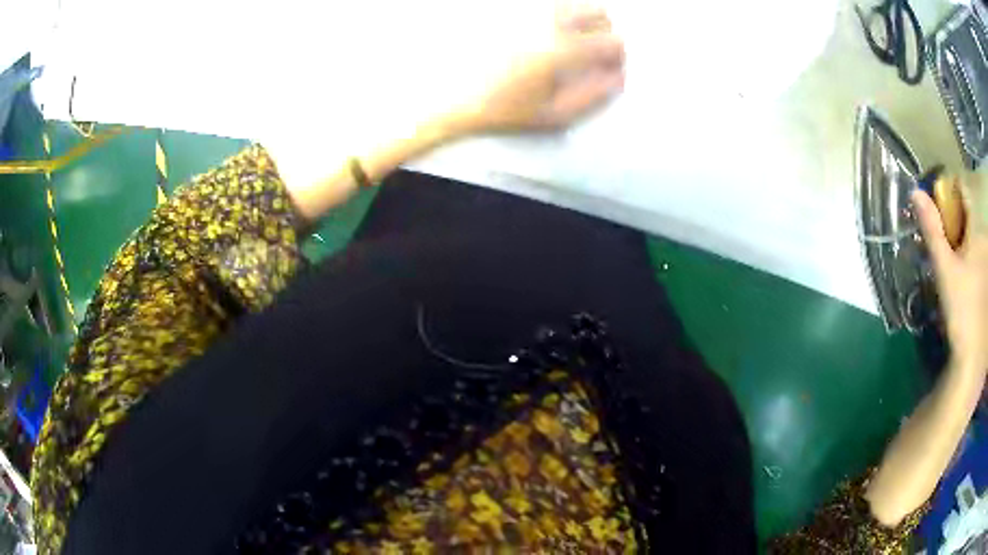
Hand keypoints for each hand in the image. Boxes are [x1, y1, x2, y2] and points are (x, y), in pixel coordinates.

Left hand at [451, 7, 624, 133]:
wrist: (461, 97)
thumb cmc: (508, 109)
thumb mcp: (556, 115)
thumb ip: (594, 96)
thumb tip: (618, 77)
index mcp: (563, 50)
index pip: (613, 41)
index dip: (619, 56)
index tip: (611, 68)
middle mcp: (549, 23)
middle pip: (600, 12)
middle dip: (605, 32)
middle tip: (595, 52)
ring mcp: (529, 13)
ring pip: (575, 1)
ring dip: (585, 18)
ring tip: (575, 41)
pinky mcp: (514, 11)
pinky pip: (551, 3)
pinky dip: (562, 13)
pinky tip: (552, 32)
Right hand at [913, 187, 987, 373]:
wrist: (971, 356)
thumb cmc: (961, 308)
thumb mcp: (944, 268)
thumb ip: (932, 229)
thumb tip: (916, 191)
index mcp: (977, 233)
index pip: (965, 193)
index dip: (952, 188)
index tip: (939, 196)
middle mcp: (985, 242)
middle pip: (969, 216)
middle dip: (955, 218)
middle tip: (941, 232)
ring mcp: (987, 265)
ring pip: (973, 238)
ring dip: (961, 239)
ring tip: (949, 257)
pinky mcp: (986, 285)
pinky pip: (977, 258)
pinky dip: (968, 258)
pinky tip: (960, 277)